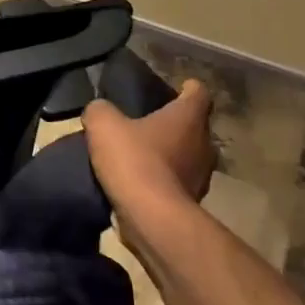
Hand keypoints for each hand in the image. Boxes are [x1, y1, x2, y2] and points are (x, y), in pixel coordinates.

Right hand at [83, 79, 215, 208]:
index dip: (186, 87)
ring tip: (139, 153)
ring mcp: (201, 175)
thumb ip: (100, 110)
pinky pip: (177, 180)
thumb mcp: (103, 124)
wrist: (150, 217)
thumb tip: (100, 110)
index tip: (173, 88)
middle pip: (193, 124)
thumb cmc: (134, 160)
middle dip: (173, 123)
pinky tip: (138, 180)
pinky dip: (162, 178)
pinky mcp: (191, 200)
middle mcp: (204, 143)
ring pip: (187, 154)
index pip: (198, 92)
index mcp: (188, 117)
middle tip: (144, 122)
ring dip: (168, 153)